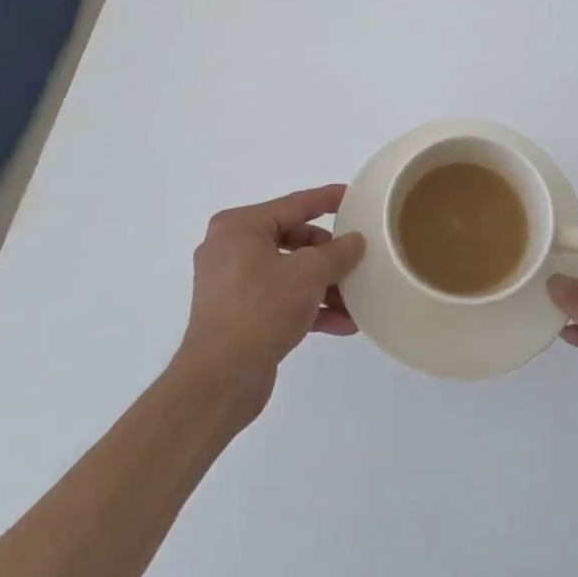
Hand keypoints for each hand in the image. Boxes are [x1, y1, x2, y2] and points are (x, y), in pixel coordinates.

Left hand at [177, 185, 365, 410]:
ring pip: (289, 273)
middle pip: (293, 239)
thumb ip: (337, 253)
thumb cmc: (261, 309)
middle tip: (358, 258)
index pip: (294, 204)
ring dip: (324, 286)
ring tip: (357, 298)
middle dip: (329, 254)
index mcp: (239, 227)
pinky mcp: (239, 315)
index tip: (355, 197)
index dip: (327, 199)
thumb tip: (355, 240)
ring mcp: (232, 284)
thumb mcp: (308, 274)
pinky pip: (281, 299)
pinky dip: (309, 307)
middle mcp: (231, 249)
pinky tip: (342, 324)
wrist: (219, 380)